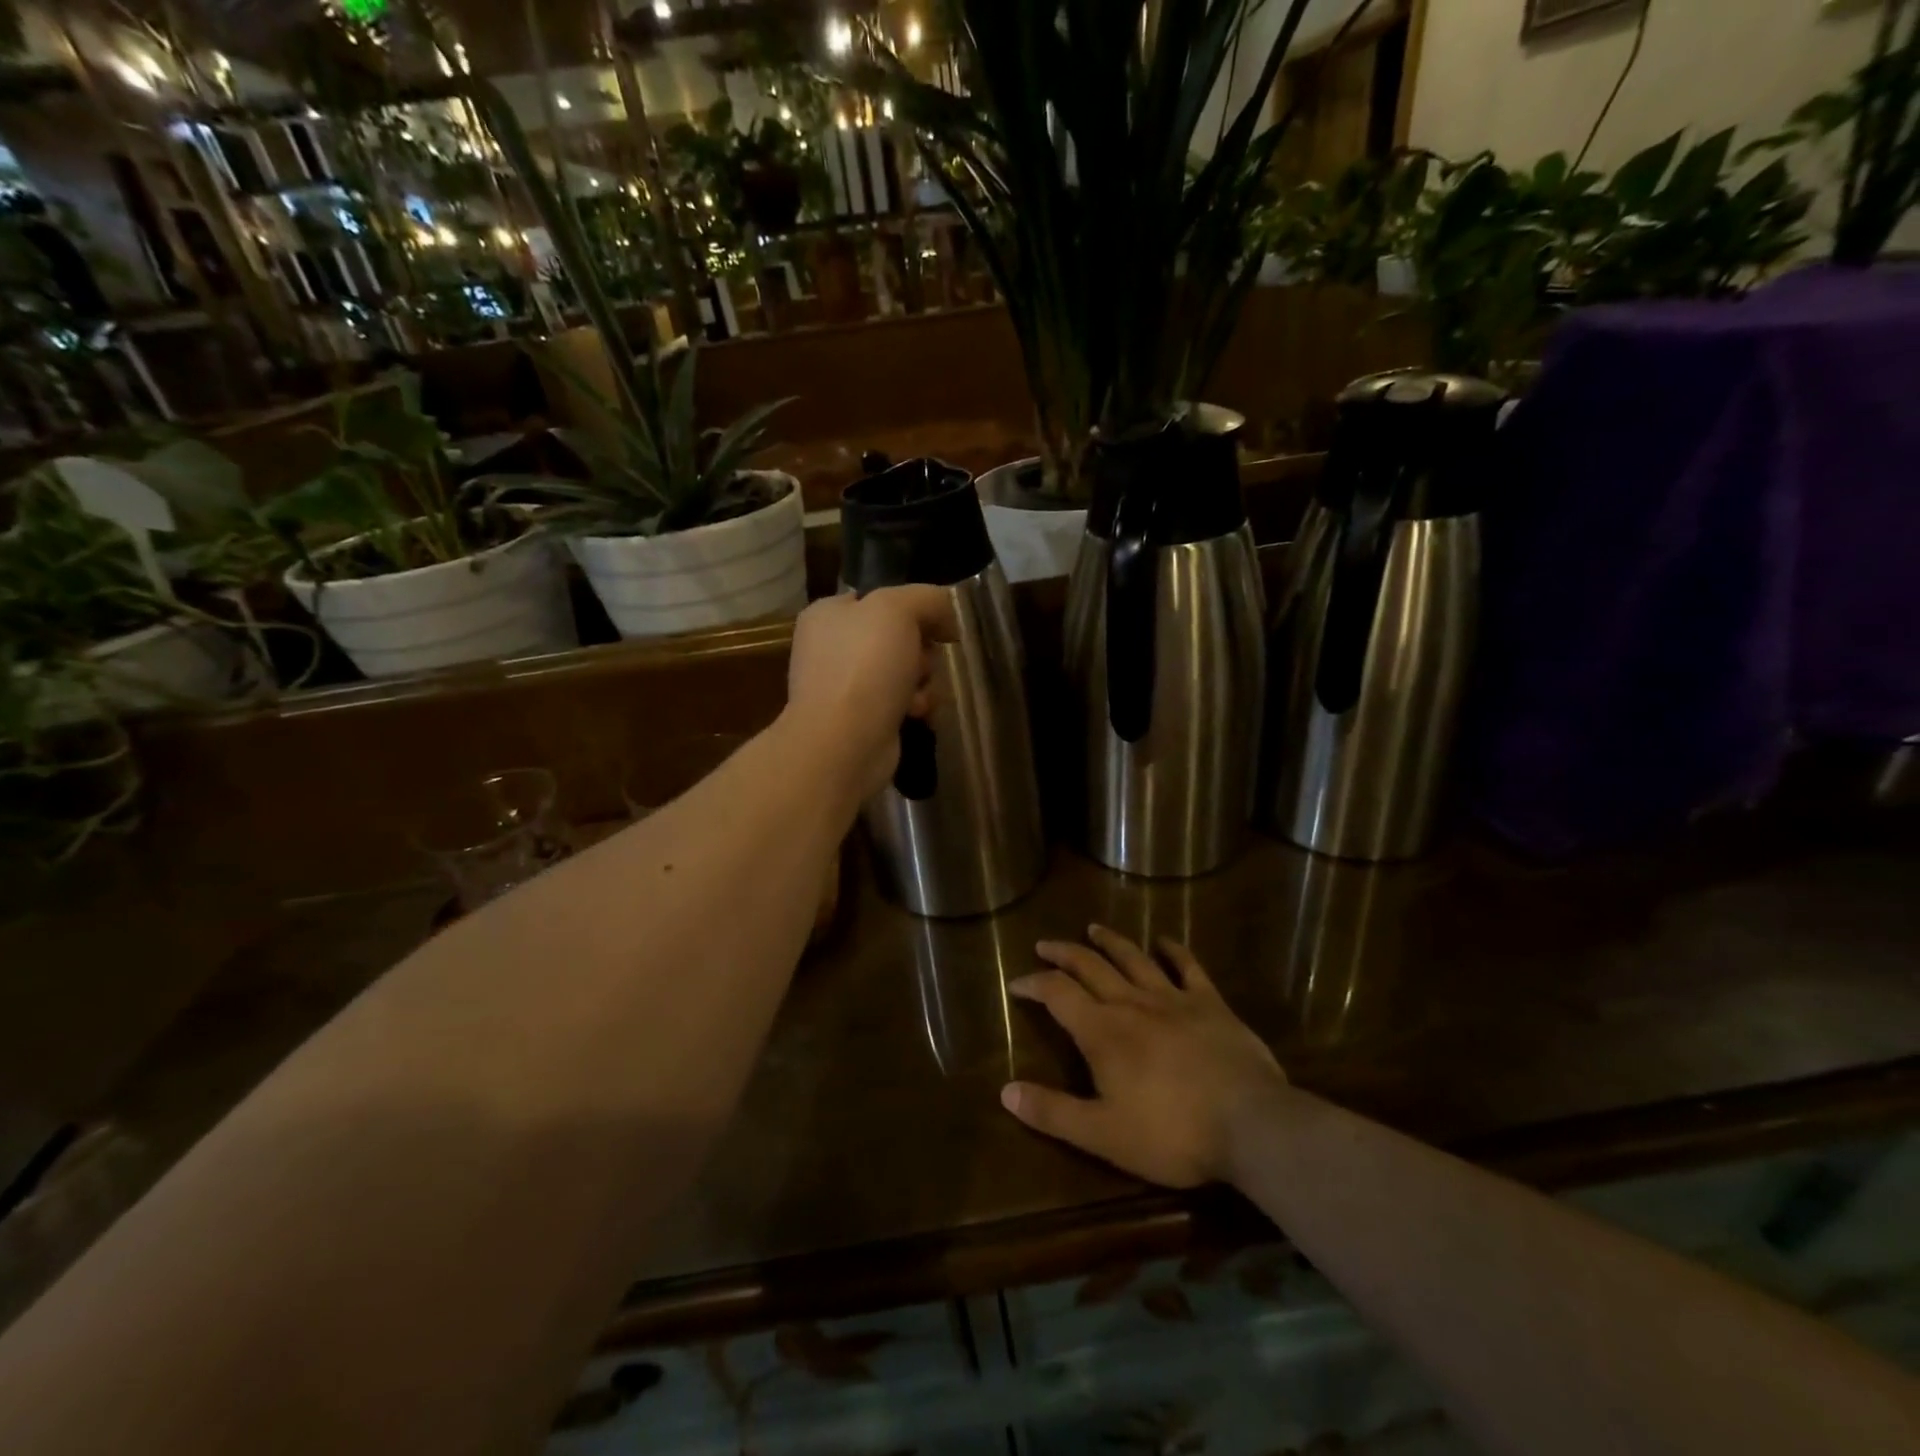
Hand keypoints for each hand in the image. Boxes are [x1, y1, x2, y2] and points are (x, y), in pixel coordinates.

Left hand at [784, 586, 957, 800]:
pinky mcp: (861, 720)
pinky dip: (914, 706)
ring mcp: (845, 686)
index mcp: (828, 614)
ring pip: (903, 671)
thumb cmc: (865, 666)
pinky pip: (900, 703)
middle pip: (897, 636)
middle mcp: (831, 647)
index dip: (914, 608)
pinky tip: (916, 714)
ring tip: (919, 694)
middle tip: (923, 662)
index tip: (940, 624)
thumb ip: (926, 598)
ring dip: (923, 681)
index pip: (879, 598)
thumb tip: (946, 614)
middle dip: (921, 650)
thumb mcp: (897, 609)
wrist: (844, 743)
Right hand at [1001, 926, 1288, 1188]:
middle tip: (1045, 945)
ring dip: (1110, 941)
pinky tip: (1165, 941)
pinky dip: (1174, 951)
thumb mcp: (1103, 1134)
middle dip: (1064, 953)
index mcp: (1102, 1031)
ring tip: (1094, 928)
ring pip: (1133, 958)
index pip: (1057, 993)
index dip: (1033, 983)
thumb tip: (1005, 1092)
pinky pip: (1188, 967)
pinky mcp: (1210, 1004)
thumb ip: (1053, 1112)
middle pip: (1090, 966)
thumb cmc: (1172, 1133)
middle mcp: (1132, 1003)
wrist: (1251, 1125)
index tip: (1016, 982)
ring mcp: (1174, 999)